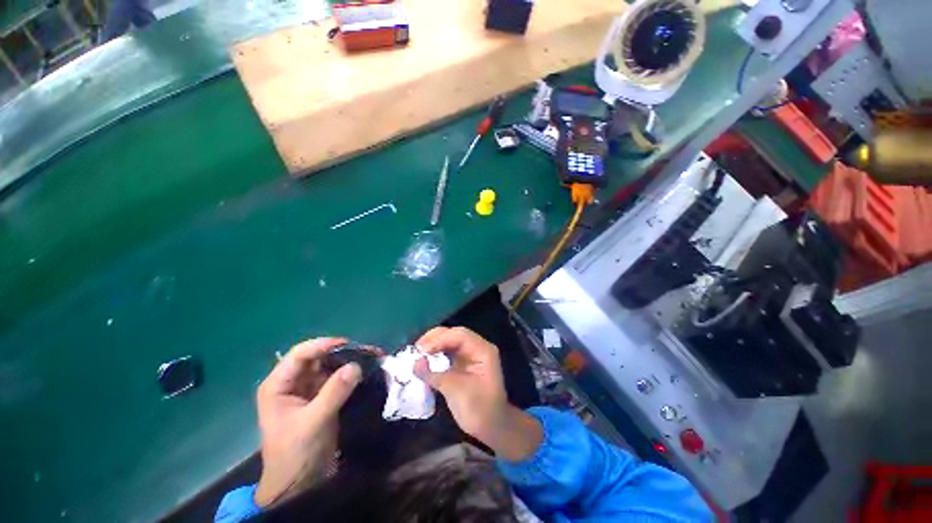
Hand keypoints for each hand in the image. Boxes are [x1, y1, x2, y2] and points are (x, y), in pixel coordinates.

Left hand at [254, 338, 361, 506]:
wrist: (300, 484)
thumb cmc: (295, 454)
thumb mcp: (313, 423)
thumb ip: (334, 393)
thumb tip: (356, 365)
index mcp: (278, 385)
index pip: (300, 354)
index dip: (323, 345)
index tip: (349, 344)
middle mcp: (293, 382)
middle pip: (318, 357)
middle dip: (342, 351)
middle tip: (367, 350)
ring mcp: (308, 389)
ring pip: (330, 365)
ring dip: (349, 360)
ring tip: (372, 357)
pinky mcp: (322, 397)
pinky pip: (337, 377)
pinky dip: (351, 372)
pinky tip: (367, 369)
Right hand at [414, 327, 541, 461]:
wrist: (491, 426)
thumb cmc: (480, 410)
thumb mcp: (458, 393)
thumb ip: (436, 376)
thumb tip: (415, 363)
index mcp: (483, 350)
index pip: (460, 336)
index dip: (440, 339)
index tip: (422, 350)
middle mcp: (476, 347)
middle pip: (453, 334)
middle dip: (434, 339)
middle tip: (416, 349)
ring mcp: (468, 354)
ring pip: (448, 341)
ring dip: (432, 345)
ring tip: (416, 354)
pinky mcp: (460, 362)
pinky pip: (446, 352)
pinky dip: (434, 354)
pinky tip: (423, 361)